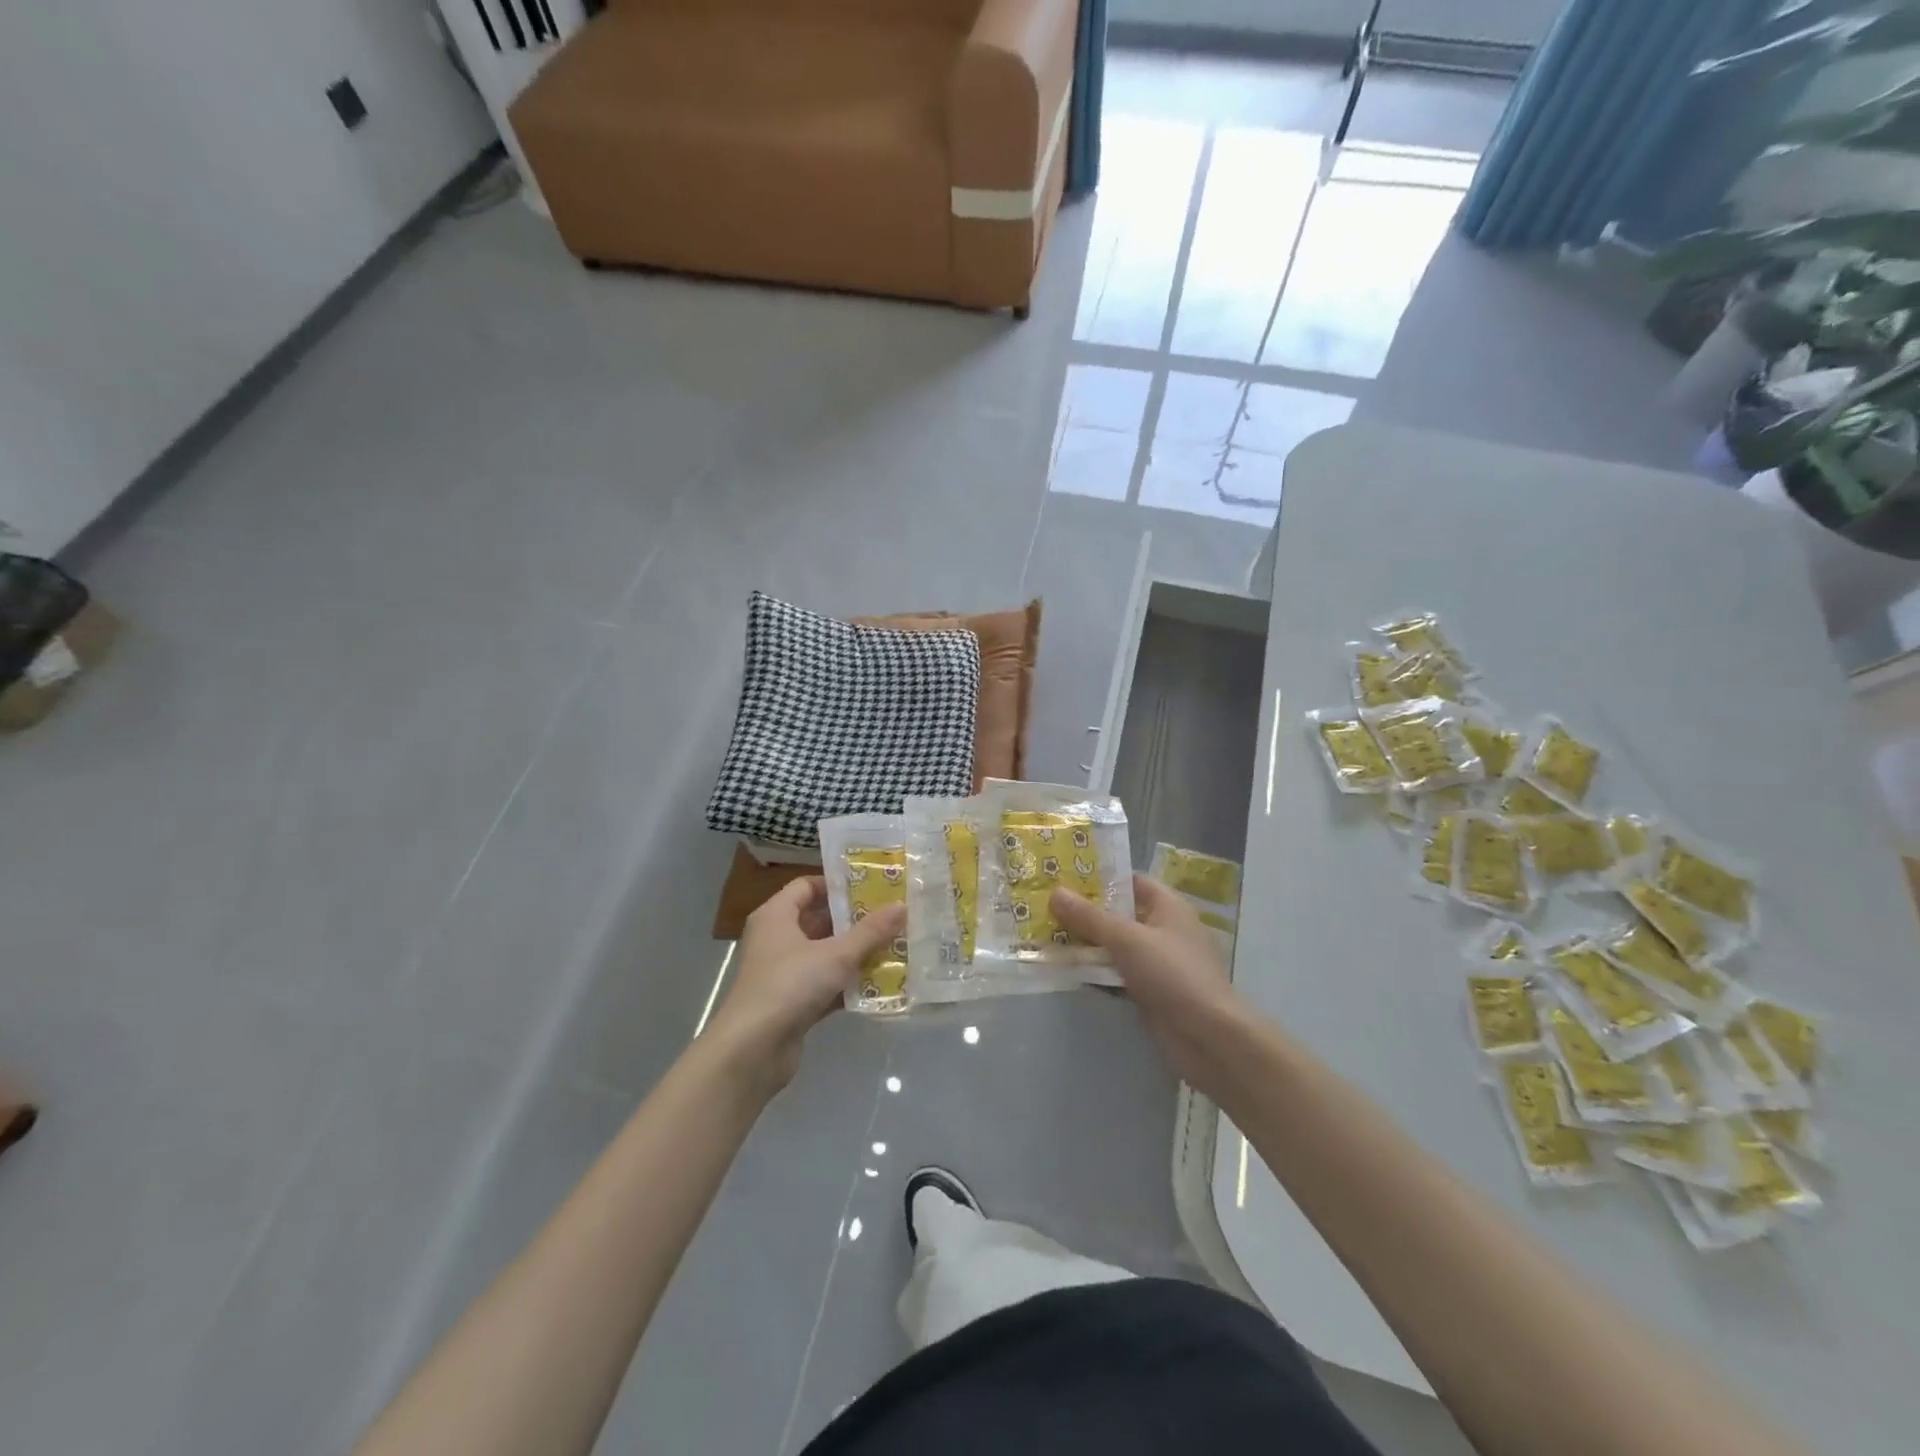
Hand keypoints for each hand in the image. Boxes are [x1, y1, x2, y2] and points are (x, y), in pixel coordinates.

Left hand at [703, 877, 905, 1095]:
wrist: (752, 1051)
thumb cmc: (789, 985)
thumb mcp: (835, 954)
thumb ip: (870, 931)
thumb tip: (902, 906)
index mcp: (776, 916)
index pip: (806, 886)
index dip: (837, 885)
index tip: (872, 887)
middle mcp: (776, 940)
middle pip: (819, 921)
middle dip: (854, 921)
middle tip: (891, 917)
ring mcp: (784, 974)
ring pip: (825, 955)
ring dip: (856, 953)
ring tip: (894, 946)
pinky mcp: (792, 1004)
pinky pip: (826, 985)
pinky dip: (848, 984)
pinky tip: (880, 984)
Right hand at [1052, 875, 1248, 1092]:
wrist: (1207, 1037)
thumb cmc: (1172, 974)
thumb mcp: (1127, 939)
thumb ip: (1090, 917)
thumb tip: (1055, 892)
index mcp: (1168, 906)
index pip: (1131, 881)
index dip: (1100, 878)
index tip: (1064, 876)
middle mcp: (1163, 930)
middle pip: (1119, 914)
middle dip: (1085, 913)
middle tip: (1044, 906)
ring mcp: (1157, 963)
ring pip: (1115, 946)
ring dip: (1086, 945)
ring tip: (1046, 935)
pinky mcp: (1149, 992)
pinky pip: (1116, 974)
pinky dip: (1095, 972)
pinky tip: (1065, 970)